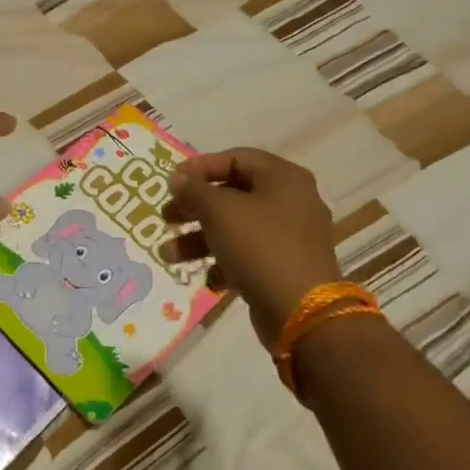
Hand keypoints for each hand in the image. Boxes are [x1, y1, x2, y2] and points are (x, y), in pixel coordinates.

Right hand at [161, 147, 340, 347]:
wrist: (302, 311)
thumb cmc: (260, 247)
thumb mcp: (220, 211)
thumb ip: (194, 191)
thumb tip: (179, 180)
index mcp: (283, 178)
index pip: (236, 158)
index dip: (200, 167)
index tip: (171, 183)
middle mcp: (291, 201)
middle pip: (233, 194)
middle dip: (195, 207)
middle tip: (167, 217)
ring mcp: (290, 237)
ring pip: (236, 228)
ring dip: (199, 239)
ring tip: (168, 255)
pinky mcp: (284, 267)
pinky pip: (247, 255)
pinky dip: (223, 262)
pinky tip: (208, 279)